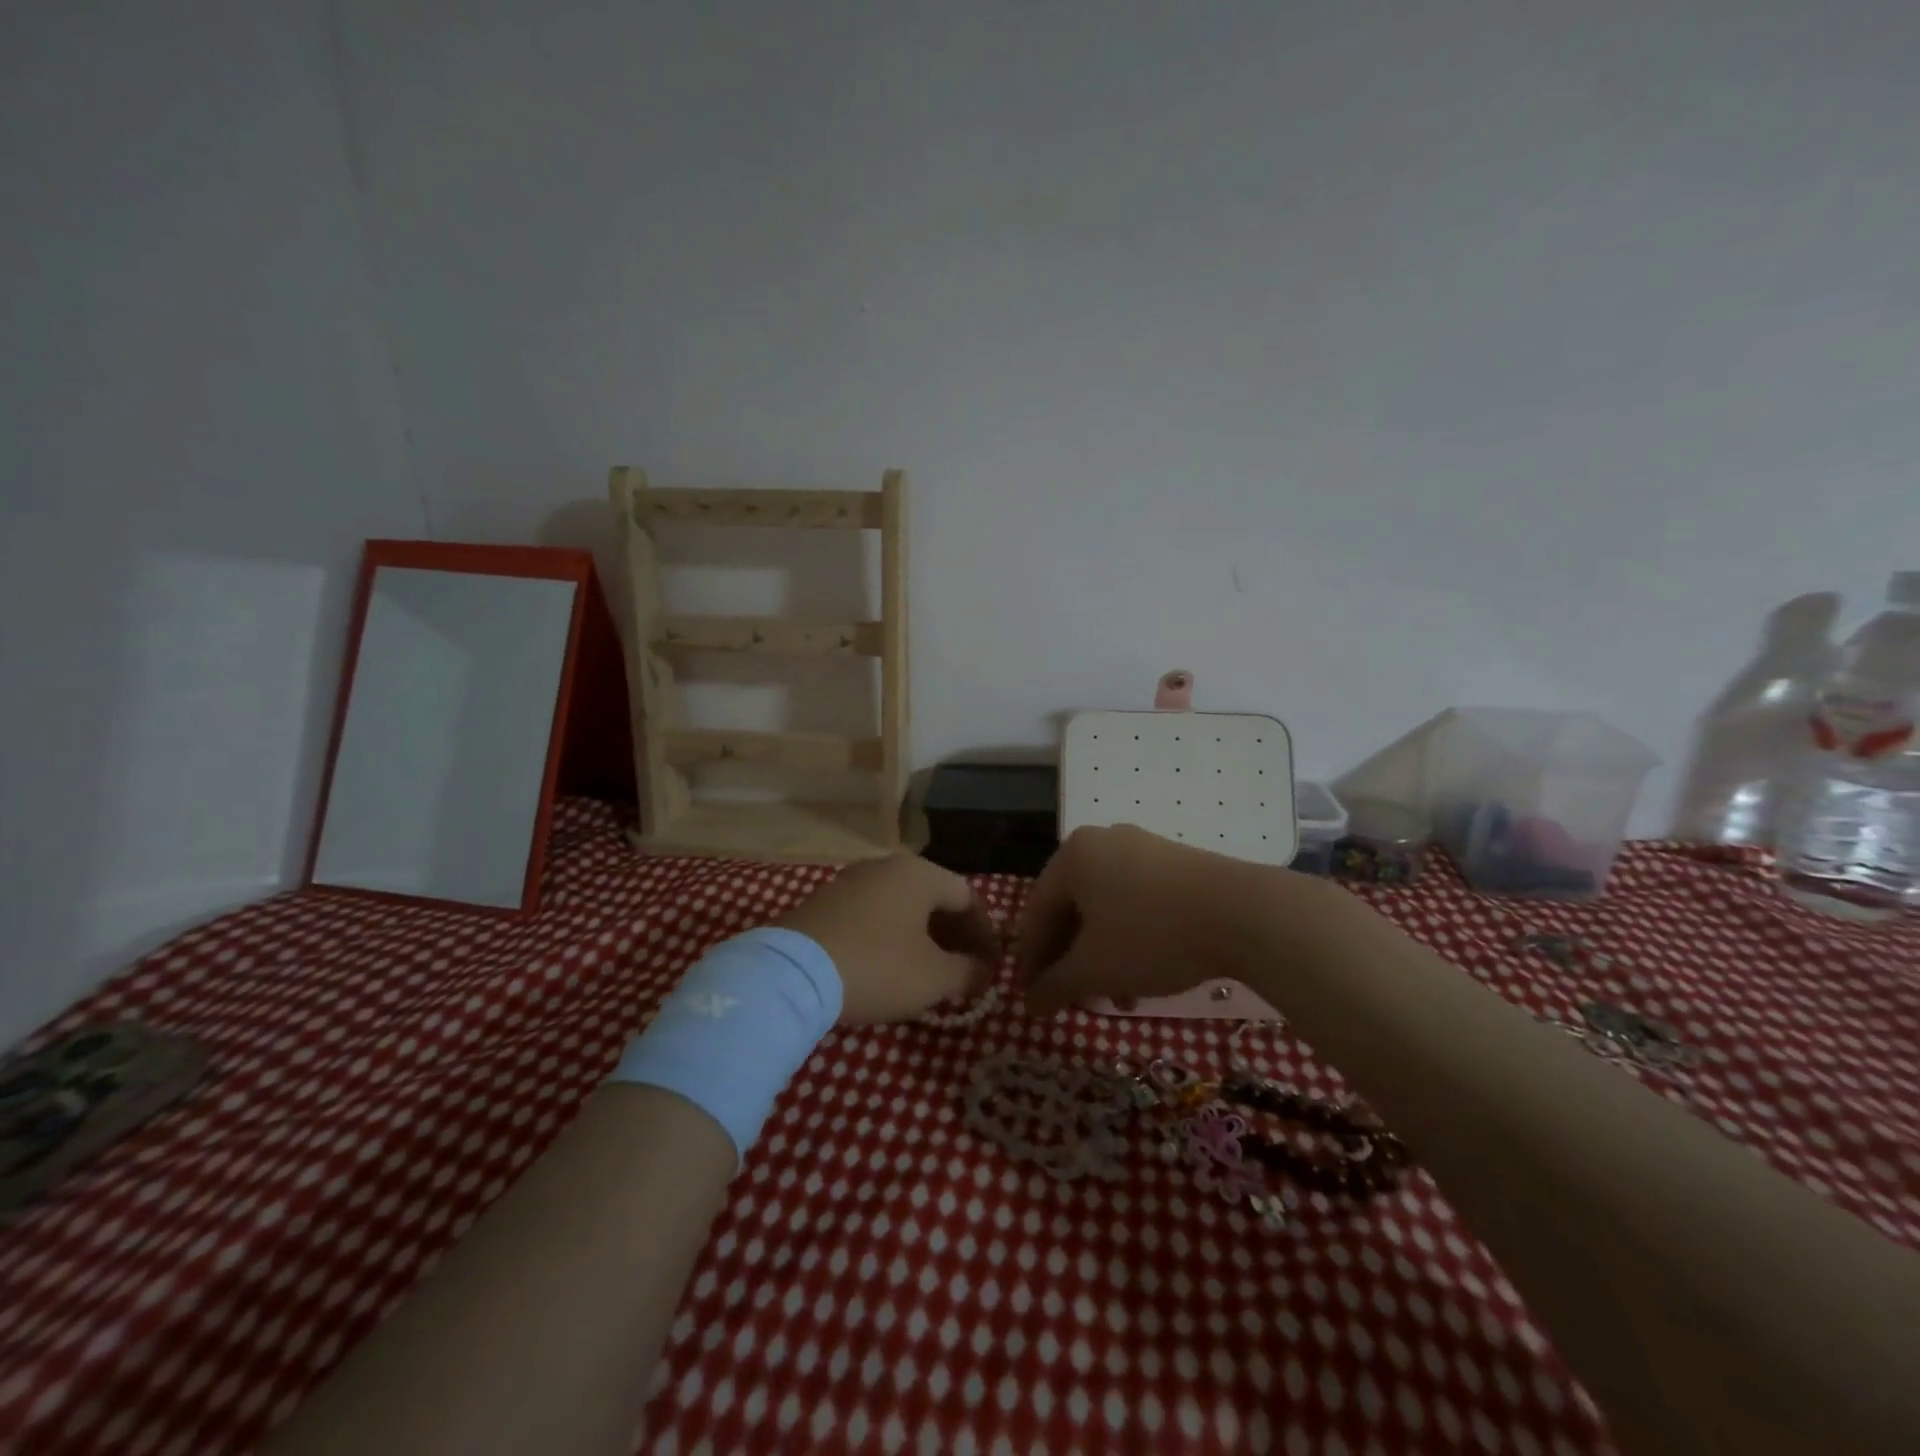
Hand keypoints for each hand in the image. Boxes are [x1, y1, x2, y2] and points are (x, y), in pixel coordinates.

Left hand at [777, 855, 999, 1024]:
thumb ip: (968, 971)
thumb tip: (981, 970)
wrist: (792, 973)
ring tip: (928, 971)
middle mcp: (886, 866)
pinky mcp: (824, 902)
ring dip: (922, 937)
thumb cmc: (877, 967)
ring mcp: (850, 881)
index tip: (991, 966)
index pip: (967, 898)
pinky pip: (872, 915)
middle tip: (964, 969)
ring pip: (901, 906)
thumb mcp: (934, 977)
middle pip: (933, 898)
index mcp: (919, 874)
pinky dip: (890, 937)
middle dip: (954, 935)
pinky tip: (888, 967)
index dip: (985, 934)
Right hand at [1017, 824, 1313, 1014]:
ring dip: (1101, 954)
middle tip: (1071, 998)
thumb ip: (1054, 986)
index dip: (1031, 960)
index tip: (1032, 997)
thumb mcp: (1095, 969)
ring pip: (1105, 908)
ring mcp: (1141, 847)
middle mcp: (1101, 841)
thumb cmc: (1152, 936)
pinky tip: (1143, 974)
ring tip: (1113, 997)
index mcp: (1072, 856)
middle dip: (1070, 959)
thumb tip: (1030, 1004)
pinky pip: (1135, 900)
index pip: (1036, 912)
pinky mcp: (1175, 862)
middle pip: (1071, 908)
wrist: (1245, 913)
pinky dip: (1128, 937)